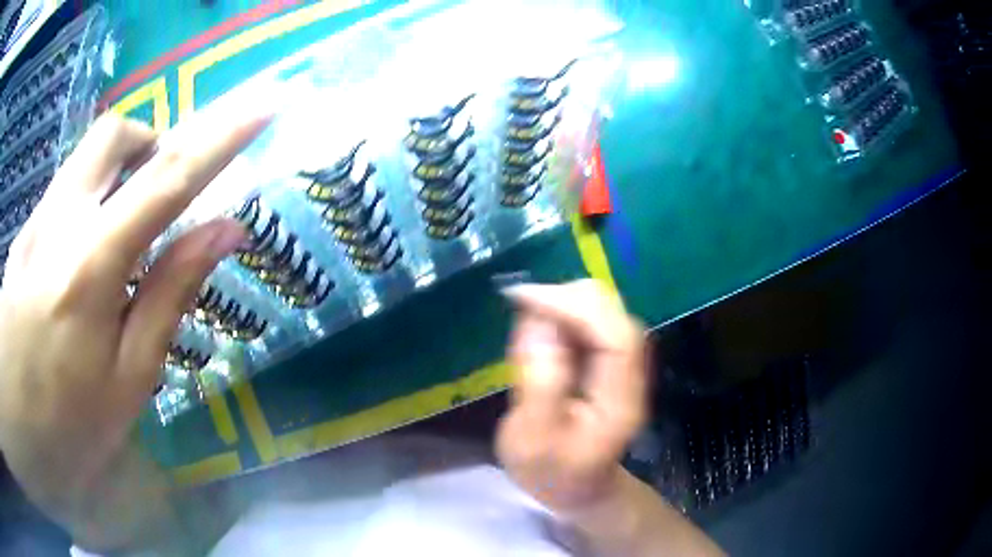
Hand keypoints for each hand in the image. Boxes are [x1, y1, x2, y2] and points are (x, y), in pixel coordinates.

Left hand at [0, 110, 269, 550]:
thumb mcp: (128, 380)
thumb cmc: (68, 430)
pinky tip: (78, 267)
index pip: (168, 178)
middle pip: (113, 136)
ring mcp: (33, 224)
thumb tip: (224, 232)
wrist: (19, 432)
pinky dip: (85, 206)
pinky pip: (61, 195)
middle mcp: (58, 223)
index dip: (220, 137)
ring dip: (115, 175)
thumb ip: (170, 295)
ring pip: (83, 162)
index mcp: (91, 266)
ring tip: (120, 237)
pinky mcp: (21, 237)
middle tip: (162, 190)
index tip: (261, 107)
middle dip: (150, 143)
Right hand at [497, 280, 647, 512]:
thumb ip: (539, 385)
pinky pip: (593, 322)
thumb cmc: (551, 473)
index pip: (615, 336)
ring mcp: (625, 366)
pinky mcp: (611, 362)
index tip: (526, 298)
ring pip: (605, 311)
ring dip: (565, 304)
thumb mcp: (532, 441)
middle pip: (615, 314)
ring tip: (528, 319)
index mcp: (621, 401)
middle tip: (522, 307)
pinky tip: (541, 329)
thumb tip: (539, 324)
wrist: (578, 488)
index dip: (575, 306)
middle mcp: (632, 375)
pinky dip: (565, 314)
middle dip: (567, 298)